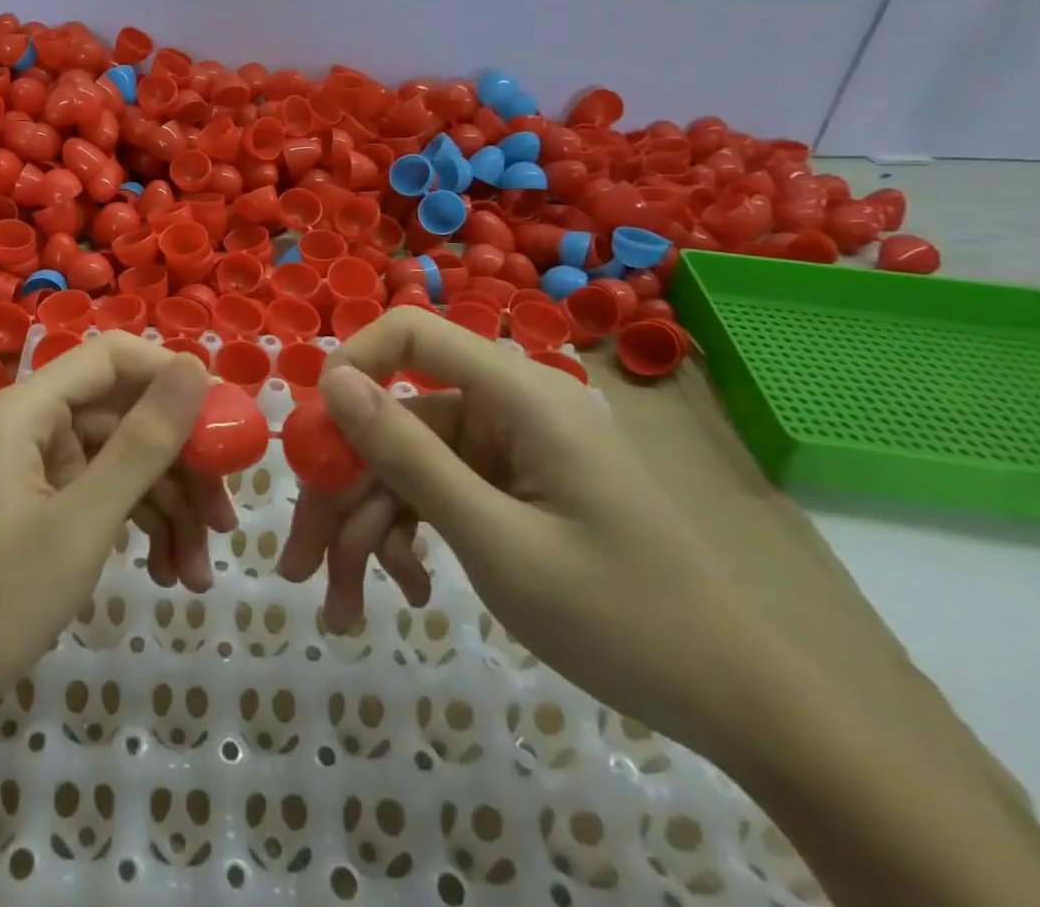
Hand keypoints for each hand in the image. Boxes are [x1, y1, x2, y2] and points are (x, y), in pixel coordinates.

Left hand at [0, 333, 218, 774]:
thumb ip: (143, 443)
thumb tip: (195, 366)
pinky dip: (135, 529)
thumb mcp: (81, 525)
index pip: (113, 357)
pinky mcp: (34, 514)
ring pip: (117, 463)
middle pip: (122, 416)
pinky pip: (98, 499)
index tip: (227, 422)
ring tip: (200, 573)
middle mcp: (28, 427)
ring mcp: (30, 472)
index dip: (173, 378)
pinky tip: (170, 575)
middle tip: (226, 520)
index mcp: (26, 409)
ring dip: (165, 509)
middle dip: (179, 465)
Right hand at [282, 307, 784, 754]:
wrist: (738, 706)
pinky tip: (407, 591)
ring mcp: (504, 449)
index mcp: (518, 395)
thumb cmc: (622, 618)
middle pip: (393, 420)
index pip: (411, 334)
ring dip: (365, 531)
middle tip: (301, 565)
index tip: (311, 437)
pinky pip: (433, 492)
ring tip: (341, 609)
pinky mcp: (506, 485)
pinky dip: (407, 538)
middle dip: (342, 492)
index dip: (351, 368)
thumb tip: (333, 383)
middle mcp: (506, 407)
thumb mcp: (496, 542)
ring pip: (404, 465)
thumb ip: (408, 456)